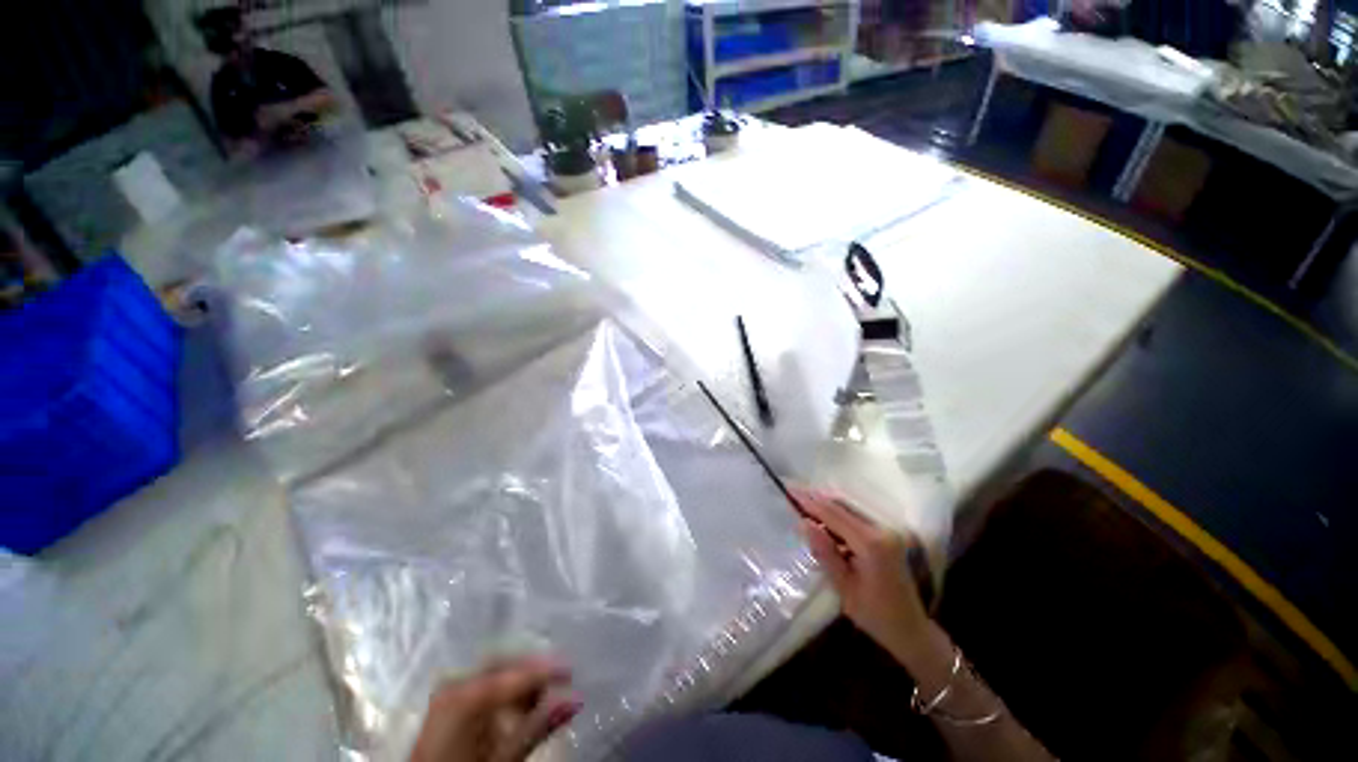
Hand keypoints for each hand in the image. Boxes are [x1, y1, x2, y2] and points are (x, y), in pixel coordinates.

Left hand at [410, 656, 579, 761]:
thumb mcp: (504, 757)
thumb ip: (539, 726)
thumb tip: (576, 699)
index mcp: (469, 694)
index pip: (518, 674)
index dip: (548, 671)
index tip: (572, 671)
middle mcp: (457, 681)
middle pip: (506, 664)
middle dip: (533, 672)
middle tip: (559, 681)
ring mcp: (449, 687)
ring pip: (495, 671)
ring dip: (519, 681)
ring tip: (540, 697)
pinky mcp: (446, 697)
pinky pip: (482, 682)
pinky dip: (503, 690)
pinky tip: (516, 705)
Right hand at [796, 489, 930, 661]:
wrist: (910, 630)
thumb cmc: (874, 614)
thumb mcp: (844, 587)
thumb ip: (825, 552)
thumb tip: (804, 523)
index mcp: (871, 544)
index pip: (834, 514)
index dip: (810, 501)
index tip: (789, 490)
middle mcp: (881, 530)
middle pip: (842, 505)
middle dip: (816, 498)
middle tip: (792, 491)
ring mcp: (886, 530)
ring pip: (848, 508)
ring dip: (825, 504)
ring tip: (801, 501)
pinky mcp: (886, 535)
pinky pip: (855, 516)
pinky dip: (836, 513)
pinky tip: (822, 518)